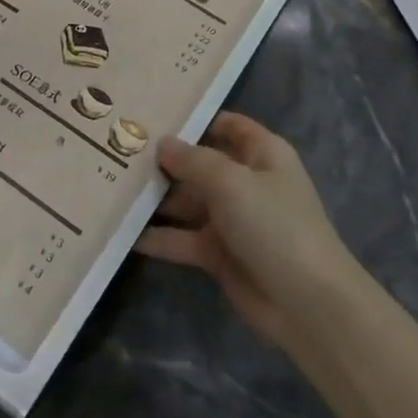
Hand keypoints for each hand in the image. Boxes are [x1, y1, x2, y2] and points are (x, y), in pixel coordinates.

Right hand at [136, 112, 362, 351]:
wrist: (306, 304)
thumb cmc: (274, 225)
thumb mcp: (232, 182)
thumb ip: (193, 160)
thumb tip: (162, 143)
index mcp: (262, 154)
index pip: (226, 125)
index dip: (194, 118)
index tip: (151, 113)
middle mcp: (246, 181)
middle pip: (199, 163)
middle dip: (163, 160)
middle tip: (117, 150)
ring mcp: (232, 219)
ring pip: (187, 201)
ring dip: (155, 198)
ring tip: (111, 186)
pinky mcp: (218, 254)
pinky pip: (182, 238)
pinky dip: (158, 237)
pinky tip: (122, 232)